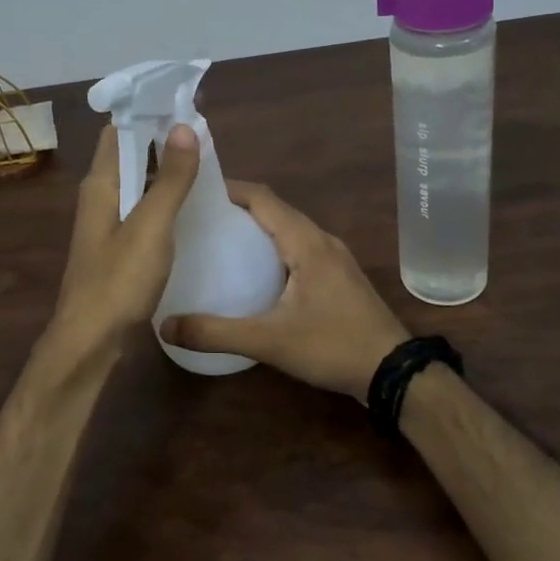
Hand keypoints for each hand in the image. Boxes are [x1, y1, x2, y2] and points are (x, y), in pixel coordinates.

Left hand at [47, 122, 200, 357]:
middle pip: (130, 154)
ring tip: (205, 161)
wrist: (90, 340)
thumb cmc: (118, 281)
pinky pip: (142, 209)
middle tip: (205, 131)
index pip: (120, 131)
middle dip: (162, 138)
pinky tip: (190, 205)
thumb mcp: (150, 226)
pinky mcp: (118, 247)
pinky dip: (163, 198)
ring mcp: (107, 223)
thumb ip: (170, 178)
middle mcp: (100, 197)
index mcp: (101, 184)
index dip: (148, 113)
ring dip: (165, 169)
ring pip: (137, 183)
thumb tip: (184, 126)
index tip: (184, 101)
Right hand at [160, 182, 409, 401]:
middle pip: (275, 209)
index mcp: (306, 242)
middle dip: (237, 207)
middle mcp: (322, 240)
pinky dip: (272, 247)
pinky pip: (299, 247)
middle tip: (198, 218)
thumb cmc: (333, 346)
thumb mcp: (269, 342)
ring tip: (219, 240)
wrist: (394, 372)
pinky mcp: (339, 276)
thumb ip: (216, 333)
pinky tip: (254, 271)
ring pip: (289, 228)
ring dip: (256, 227)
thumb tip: (165, 326)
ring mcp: (334, 258)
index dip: (228, 188)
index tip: (194, 191)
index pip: (262, 197)